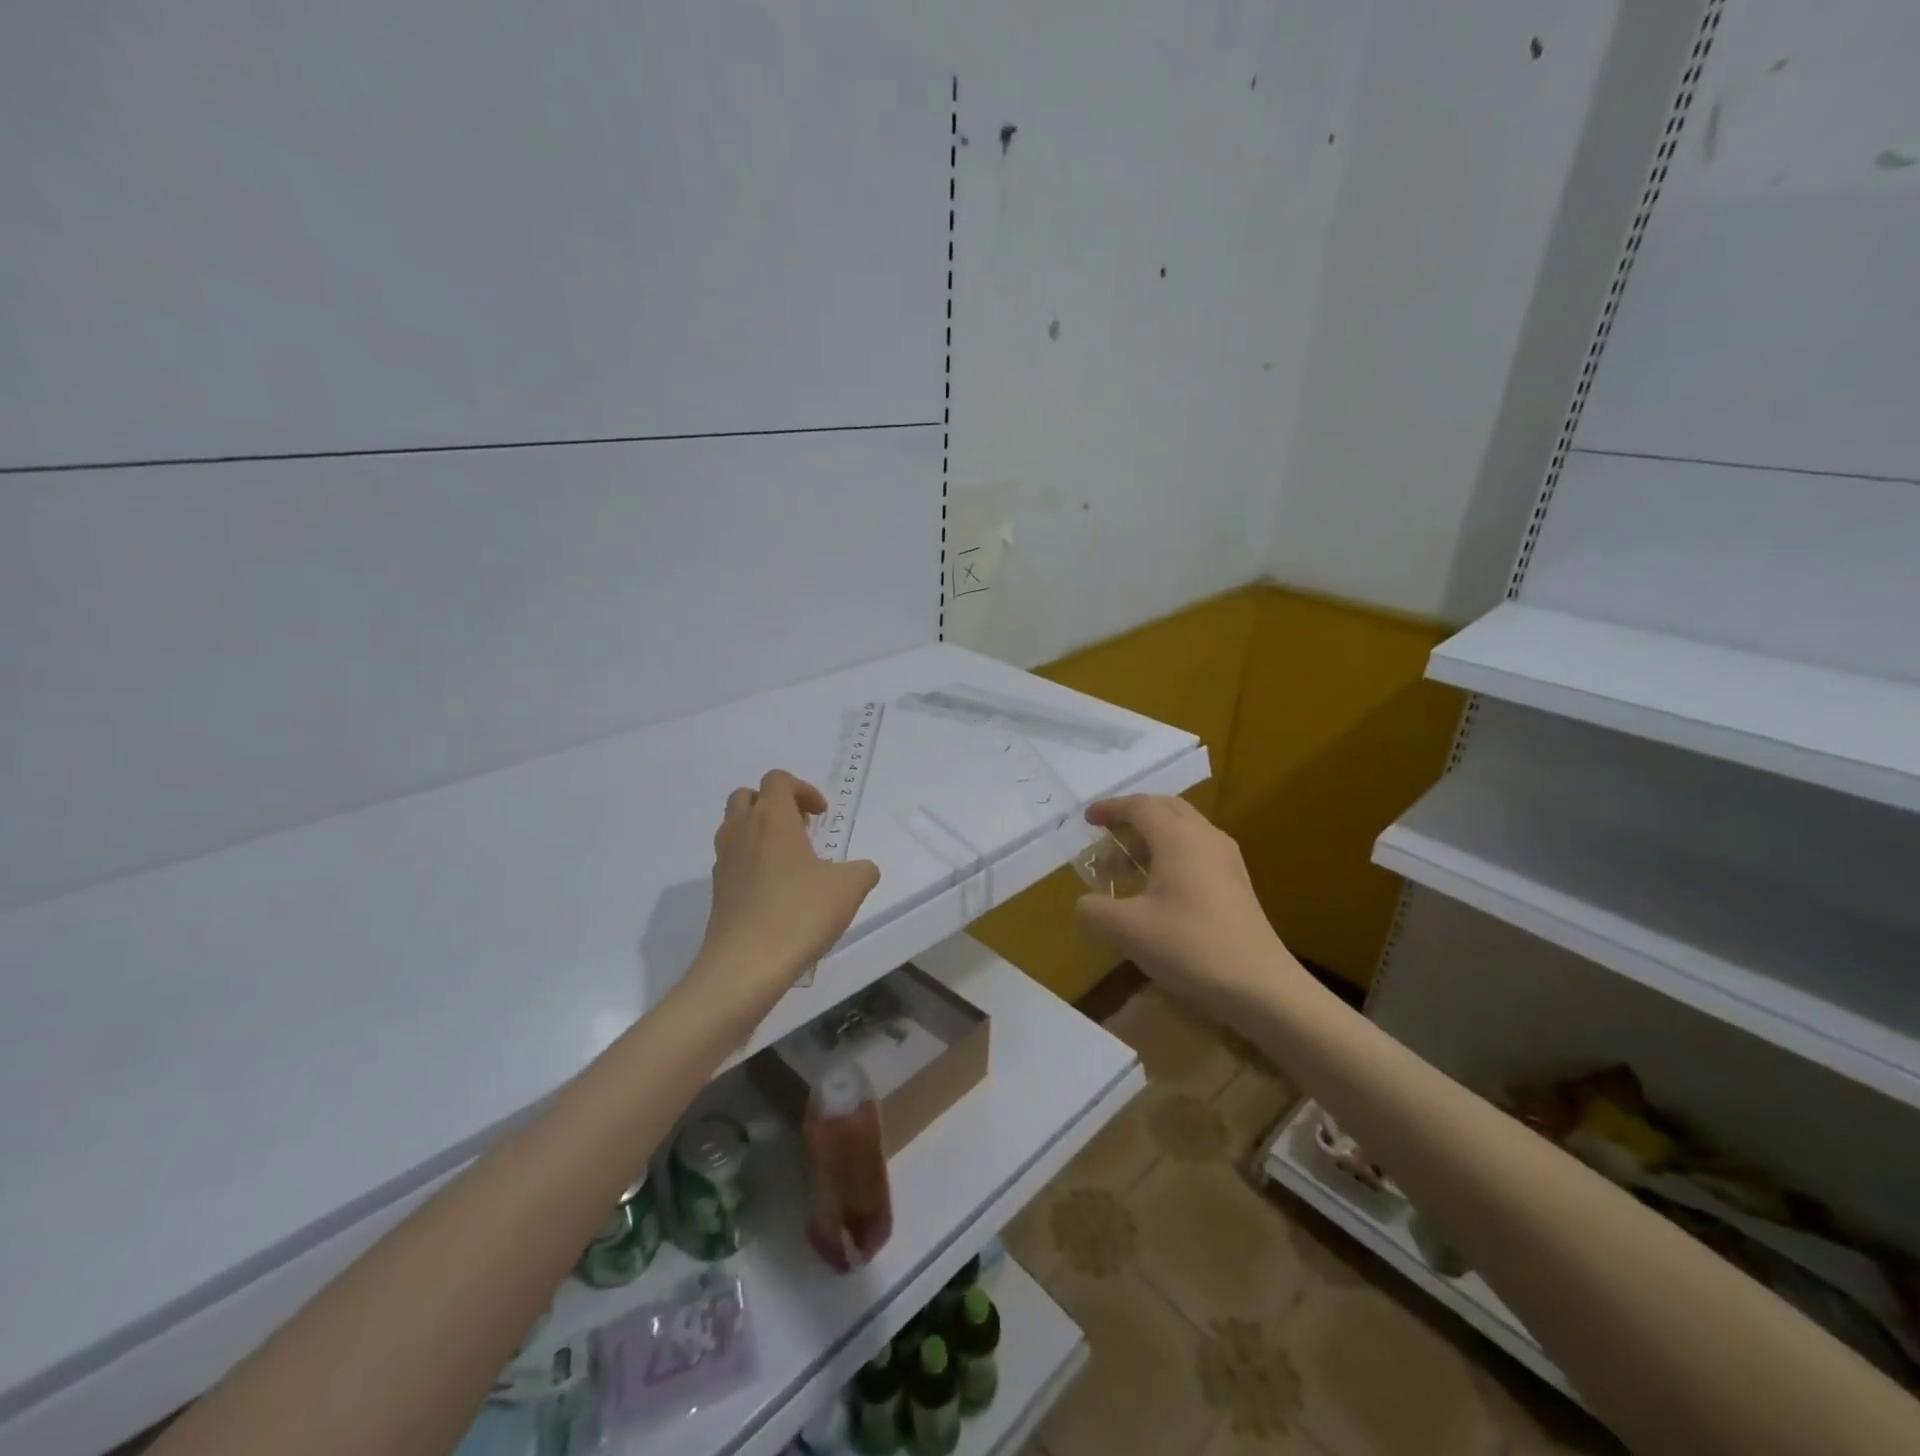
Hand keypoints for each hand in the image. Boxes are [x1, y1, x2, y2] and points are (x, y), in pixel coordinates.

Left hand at [691, 770, 880, 1013]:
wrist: (745, 966)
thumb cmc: (799, 914)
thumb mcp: (849, 888)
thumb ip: (862, 870)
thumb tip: (861, 870)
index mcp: (772, 818)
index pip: (778, 780)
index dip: (803, 790)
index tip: (822, 816)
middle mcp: (741, 831)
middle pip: (748, 796)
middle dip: (775, 805)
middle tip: (801, 830)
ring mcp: (724, 861)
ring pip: (735, 827)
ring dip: (760, 832)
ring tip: (791, 861)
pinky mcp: (718, 891)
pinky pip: (733, 860)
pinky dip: (752, 862)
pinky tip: (776, 892)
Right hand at [1074, 795, 1304, 1010]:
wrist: (1258, 983)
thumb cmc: (1189, 945)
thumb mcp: (1127, 930)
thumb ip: (1094, 910)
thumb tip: (1085, 903)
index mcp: (1177, 838)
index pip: (1139, 806)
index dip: (1110, 809)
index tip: (1088, 820)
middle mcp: (1204, 836)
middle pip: (1164, 808)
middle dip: (1132, 818)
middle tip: (1107, 839)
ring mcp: (1226, 858)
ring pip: (1183, 829)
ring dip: (1151, 839)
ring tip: (1126, 871)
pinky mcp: (1236, 880)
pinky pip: (1196, 849)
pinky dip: (1170, 854)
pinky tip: (1158, 889)